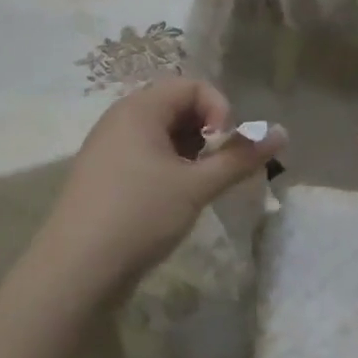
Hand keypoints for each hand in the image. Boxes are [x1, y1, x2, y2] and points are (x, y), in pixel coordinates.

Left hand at [28, 78, 285, 303]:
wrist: (74, 271)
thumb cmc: (138, 216)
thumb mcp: (196, 186)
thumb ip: (240, 158)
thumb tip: (283, 132)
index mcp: (139, 108)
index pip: (192, 86)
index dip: (219, 111)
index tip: (225, 149)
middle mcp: (120, 119)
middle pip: (176, 106)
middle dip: (206, 134)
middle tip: (215, 171)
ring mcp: (108, 147)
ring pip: (162, 134)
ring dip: (189, 154)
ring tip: (197, 189)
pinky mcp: (104, 175)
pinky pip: (144, 155)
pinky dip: (168, 168)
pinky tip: (173, 202)